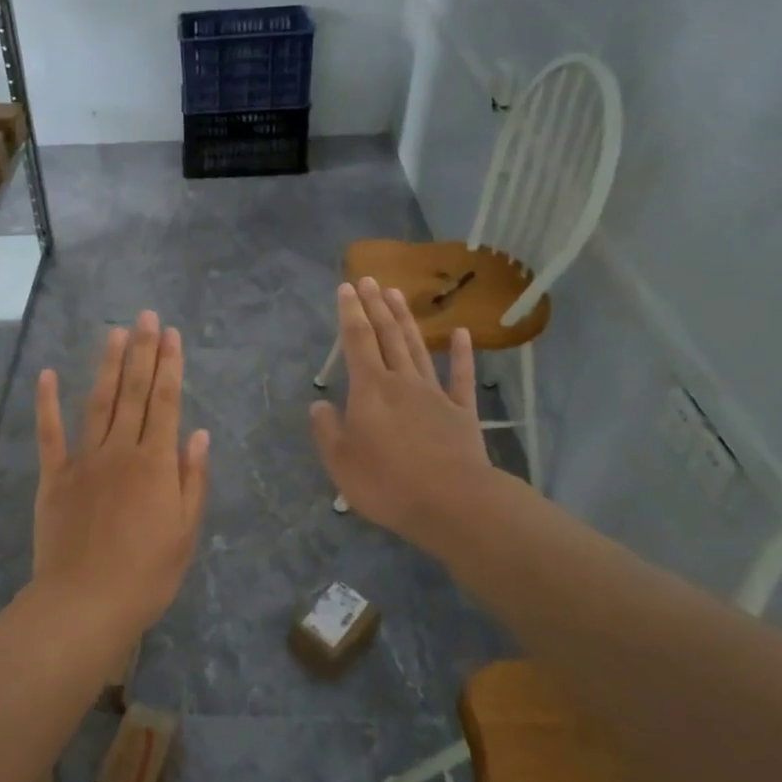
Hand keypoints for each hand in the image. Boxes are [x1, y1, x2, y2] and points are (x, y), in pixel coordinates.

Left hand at [31, 311, 210, 635]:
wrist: (85, 603)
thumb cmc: (146, 574)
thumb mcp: (185, 532)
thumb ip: (191, 480)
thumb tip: (197, 435)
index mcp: (155, 464)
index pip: (165, 403)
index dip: (169, 366)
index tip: (172, 335)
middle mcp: (119, 451)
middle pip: (133, 393)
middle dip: (142, 352)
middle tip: (146, 316)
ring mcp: (83, 461)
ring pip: (97, 403)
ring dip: (107, 366)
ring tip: (114, 332)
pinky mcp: (54, 477)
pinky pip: (49, 434)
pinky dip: (48, 403)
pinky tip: (49, 375)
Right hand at [310, 279, 493, 549]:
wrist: (452, 502)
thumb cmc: (387, 483)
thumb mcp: (340, 461)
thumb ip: (326, 430)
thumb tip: (319, 405)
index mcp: (369, 390)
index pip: (356, 341)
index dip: (349, 313)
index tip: (346, 288)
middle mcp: (401, 381)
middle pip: (387, 335)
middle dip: (375, 306)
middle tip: (368, 279)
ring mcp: (434, 394)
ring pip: (418, 348)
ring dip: (406, 319)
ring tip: (396, 293)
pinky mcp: (461, 411)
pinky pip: (461, 377)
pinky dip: (462, 354)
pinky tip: (460, 333)